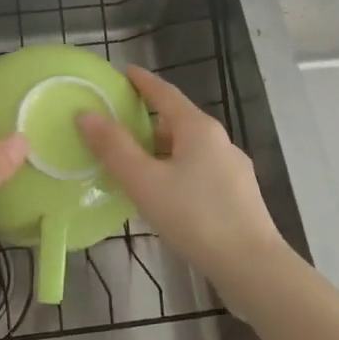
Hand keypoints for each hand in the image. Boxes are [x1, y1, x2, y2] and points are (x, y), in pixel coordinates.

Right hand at [77, 66, 293, 295]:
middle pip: (177, 120)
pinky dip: (175, 170)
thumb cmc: (195, 217)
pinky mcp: (237, 195)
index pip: (165, 93)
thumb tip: (86, 114)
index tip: (123, 72)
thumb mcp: (145, 182)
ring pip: (188, 148)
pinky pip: (198, 170)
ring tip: (133, 163)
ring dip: (160, 149)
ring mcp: (232, 168)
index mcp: (198, 128)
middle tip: (116, 125)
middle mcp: (219, 141)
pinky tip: (163, 194)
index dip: (142, 81)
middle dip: (147, 120)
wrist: (252, 267)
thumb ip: (114, 148)